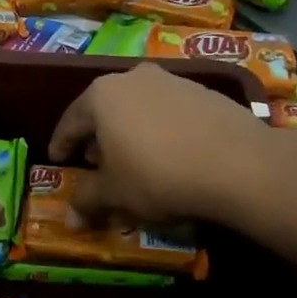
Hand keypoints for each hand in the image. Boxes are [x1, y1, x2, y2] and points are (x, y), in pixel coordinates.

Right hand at [48, 62, 296, 225]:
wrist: (239, 164)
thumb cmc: (159, 176)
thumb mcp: (116, 194)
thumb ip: (88, 201)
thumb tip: (69, 219)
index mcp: (101, 95)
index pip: (70, 121)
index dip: (61, 144)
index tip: (57, 159)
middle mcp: (133, 78)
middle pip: (105, 109)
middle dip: (98, 136)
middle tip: (95, 162)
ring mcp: (172, 81)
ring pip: (138, 107)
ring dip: (131, 130)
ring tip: (134, 158)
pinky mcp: (205, 92)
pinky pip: (169, 111)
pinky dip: (161, 129)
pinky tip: (170, 153)